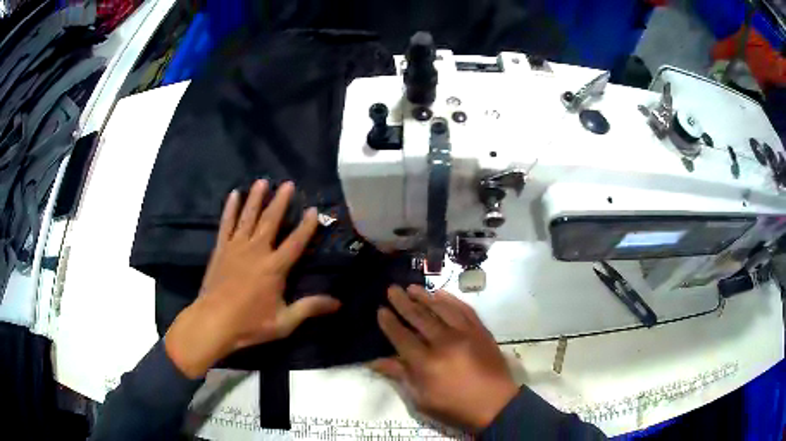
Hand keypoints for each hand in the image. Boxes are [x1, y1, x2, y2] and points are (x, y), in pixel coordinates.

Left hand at [165, 180, 340, 378]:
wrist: (214, 322)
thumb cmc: (250, 323)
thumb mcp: (284, 322)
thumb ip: (310, 308)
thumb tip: (338, 303)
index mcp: (274, 268)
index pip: (295, 242)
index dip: (306, 226)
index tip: (313, 210)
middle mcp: (257, 251)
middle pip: (271, 221)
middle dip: (280, 202)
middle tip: (287, 184)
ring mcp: (236, 247)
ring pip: (248, 217)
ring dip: (256, 198)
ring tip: (262, 181)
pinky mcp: (221, 249)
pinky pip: (226, 224)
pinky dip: (230, 209)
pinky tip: (234, 195)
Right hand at [371, 286, 518, 430]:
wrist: (496, 405)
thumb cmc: (455, 408)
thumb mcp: (421, 400)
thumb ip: (400, 376)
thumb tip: (374, 361)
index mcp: (426, 363)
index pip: (402, 337)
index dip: (389, 323)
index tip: (380, 310)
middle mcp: (444, 343)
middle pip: (419, 318)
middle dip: (403, 303)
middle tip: (392, 289)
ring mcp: (465, 334)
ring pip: (441, 309)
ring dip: (425, 297)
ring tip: (412, 287)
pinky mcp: (481, 331)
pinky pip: (464, 310)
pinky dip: (451, 300)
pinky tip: (441, 294)